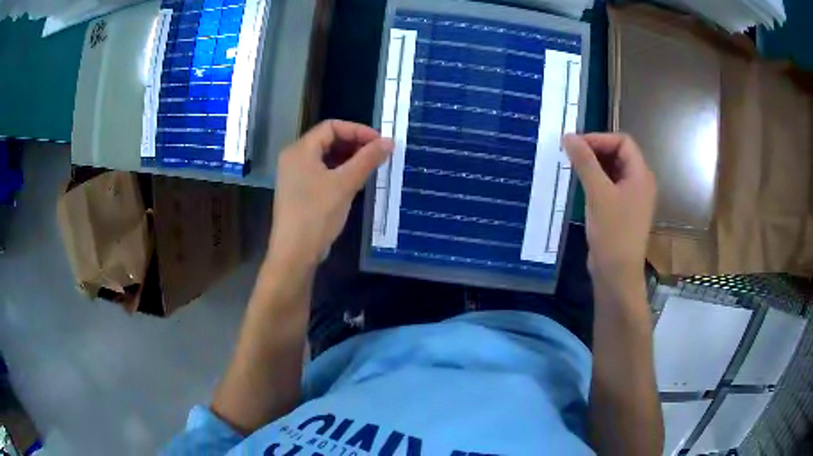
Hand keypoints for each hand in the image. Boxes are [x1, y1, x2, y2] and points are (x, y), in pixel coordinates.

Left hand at [267, 120, 392, 268]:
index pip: (331, 127)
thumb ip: (367, 159)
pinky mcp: (299, 191)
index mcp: (300, 150)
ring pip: (325, 157)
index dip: (357, 130)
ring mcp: (295, 175)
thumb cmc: (317, 214)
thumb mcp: (345, 184)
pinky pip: (322, 172)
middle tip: (378, 154)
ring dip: (348, 158)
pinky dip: (339, 171)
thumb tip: (390, 141)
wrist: (295, 252)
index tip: (379, 142)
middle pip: (327, 140)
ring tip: (370, 166)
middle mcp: (294, 158)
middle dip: (354, 143)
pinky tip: (355, 181)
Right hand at [563, 133, 655, 300]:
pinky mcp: (623, 211)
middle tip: (571, 155)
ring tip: (573, 169)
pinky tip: (581, 186)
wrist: (617, 274)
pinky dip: (597, 181)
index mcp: (641, 175)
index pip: (623, 142)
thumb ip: (585, 162)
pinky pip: (611, 186)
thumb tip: (569, 136)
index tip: (576, 145)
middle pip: (619, 154)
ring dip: (595, 166)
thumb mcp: (598, 193)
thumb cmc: (613, 232)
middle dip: (596, 150)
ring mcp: (633, 198)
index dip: (599, 139)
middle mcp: (640, 183)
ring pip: (614, 171)